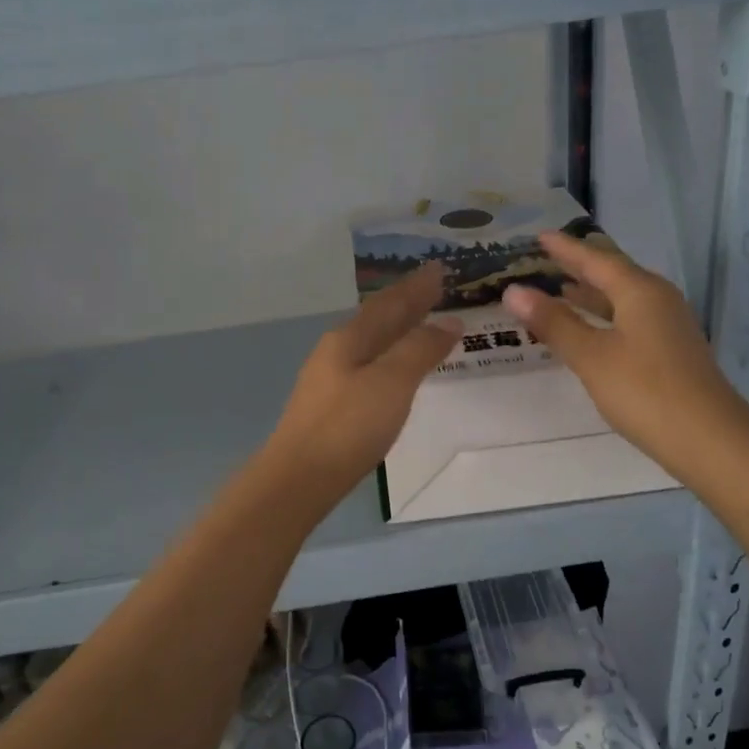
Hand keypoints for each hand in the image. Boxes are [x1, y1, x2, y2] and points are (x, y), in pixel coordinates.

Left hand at [263, 264, 461, 507]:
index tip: (439, 270)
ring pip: (369, 344)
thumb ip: (420, 350)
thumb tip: (448, 323)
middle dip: (405, 304)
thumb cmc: (349, 426)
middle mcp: (335, 352)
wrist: (300, 478)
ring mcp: (328, 381)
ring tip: (419, 324)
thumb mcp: (392, 383)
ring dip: (396, 331)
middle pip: (376, 320)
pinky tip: (393, 371)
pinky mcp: (329, 408)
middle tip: (433, 289)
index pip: (389, 304)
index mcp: (349, 339)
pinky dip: (387, 358)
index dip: (416, 288)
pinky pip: (366, 367)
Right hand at [501, 231, 748, 475]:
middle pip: (613, 275)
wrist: (707, 438)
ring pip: (622, 300)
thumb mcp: (591, 356)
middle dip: (579, 268)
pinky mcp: (670, 351)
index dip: (566, 249)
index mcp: (640, 291)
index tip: (540, 236)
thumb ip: (554, 322)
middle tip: (545, 261)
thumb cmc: (644, 391)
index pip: (596, 260)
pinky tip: (590, 332)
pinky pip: (629, 320)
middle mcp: (658, 300)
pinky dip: (603, 318)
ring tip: (560, 291)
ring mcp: (668, 326)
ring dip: (591, 295)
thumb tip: (513, 291)